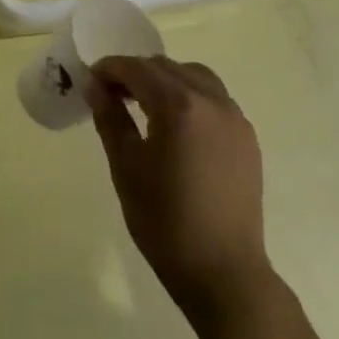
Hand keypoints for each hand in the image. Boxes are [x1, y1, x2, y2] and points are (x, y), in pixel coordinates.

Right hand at [88, 56, 271, 324]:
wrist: (223, 271)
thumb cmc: (164, 221)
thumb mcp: (126, 166)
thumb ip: (110, 118)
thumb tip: (95, 85)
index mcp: (179, 105)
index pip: (137, 69)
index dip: (110, 69)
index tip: (91, 81)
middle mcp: (212, 101)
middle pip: (166, 67)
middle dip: (136, 73)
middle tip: (111, 94)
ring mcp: (235, 118)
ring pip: (194, 77)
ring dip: (165, 80)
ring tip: (144, 105)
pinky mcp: (247, 137)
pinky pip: (215, 98)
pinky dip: (190, 96)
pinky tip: (176, 124)